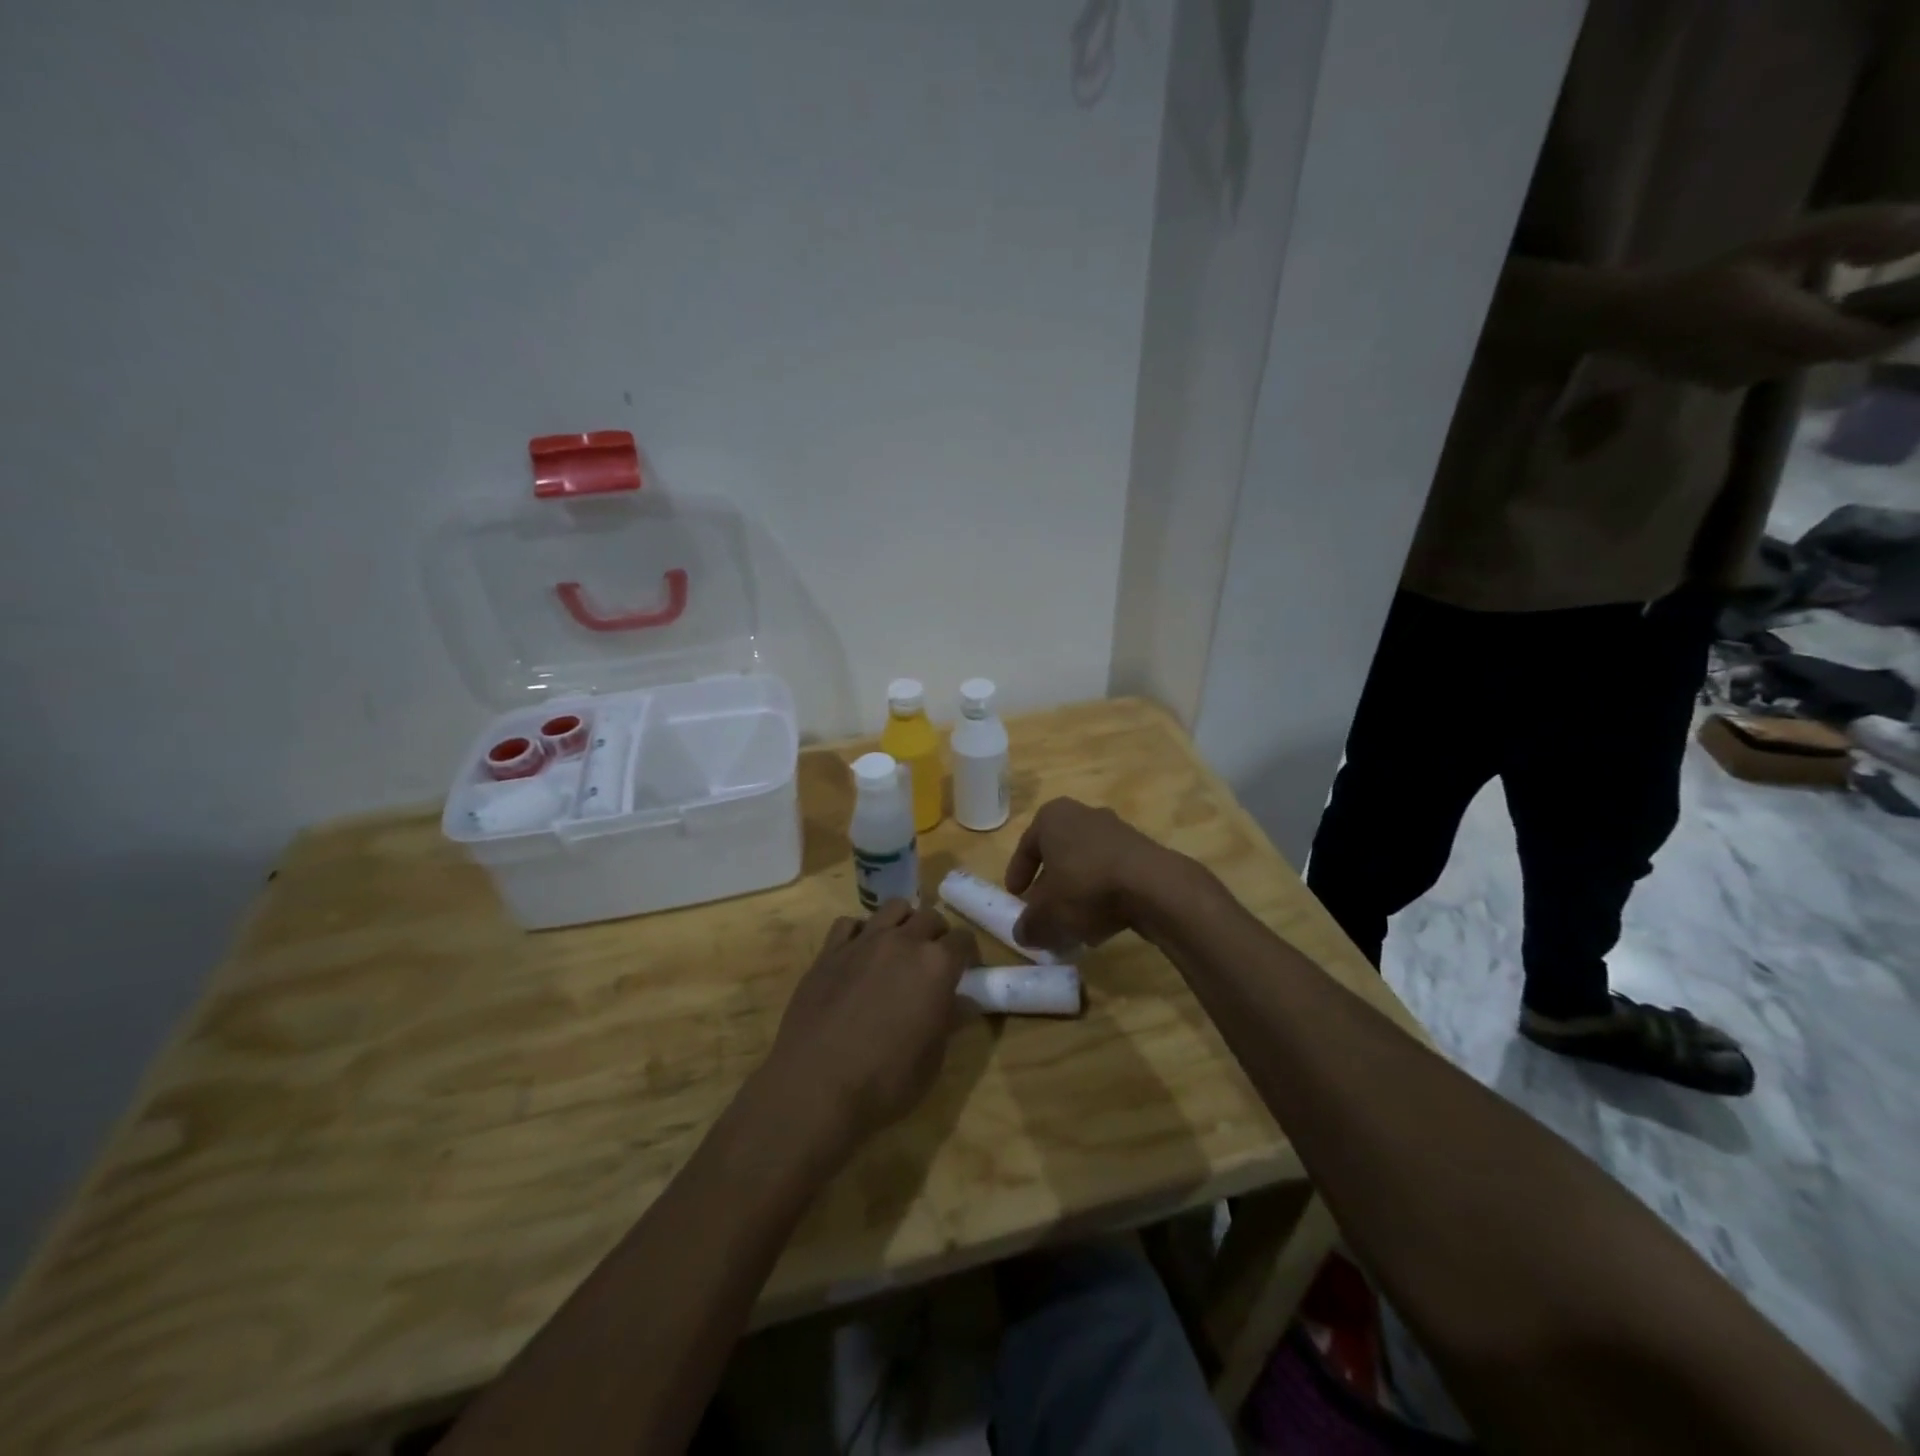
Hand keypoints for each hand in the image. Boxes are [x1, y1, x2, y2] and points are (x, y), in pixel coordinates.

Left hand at [757, 901, 977, 1161]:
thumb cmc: (885, 1081)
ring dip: (903, 923)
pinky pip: (849, 923)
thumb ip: (949, 1020)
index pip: (963, 940)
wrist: (815, 1087)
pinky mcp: (829, 951)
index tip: (965, 971)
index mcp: (936, 965)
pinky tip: (859, 955)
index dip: (968, 955)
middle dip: (937, 934)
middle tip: (933, 962)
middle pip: (930, 917)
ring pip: (892, 908)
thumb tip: (963, 1002)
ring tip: (899, 949)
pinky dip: (860, 933)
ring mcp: (863, 942)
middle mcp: (902, 942)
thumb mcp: (932, 1059)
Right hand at [1003, 797, 1188, 951]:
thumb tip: (1024, 933)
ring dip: (1078, 893)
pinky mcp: (1143, 851)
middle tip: (1044, 911)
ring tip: (1074, 925)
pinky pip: (1113, 874)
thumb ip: (1029, 925)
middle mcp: (1084, 815)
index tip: (1015, 895)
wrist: (1153, 886)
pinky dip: (1103, 896)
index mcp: (1053, 817)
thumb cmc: (1085, 887)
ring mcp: (1117, 830)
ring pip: (1087, 865)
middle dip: (1050, 885)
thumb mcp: (1046, 914)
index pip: (1027, 844)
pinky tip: (1102, 924)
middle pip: (1059, 853)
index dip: (1018, 872)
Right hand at [1616, 206, 1919, 387]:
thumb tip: (1919, 236)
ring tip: (1825, 310)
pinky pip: (1774, 368)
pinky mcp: (1722, 384)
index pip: (1862, 340)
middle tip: (1880, 297)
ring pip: (1805, 361)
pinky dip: (1789, 349)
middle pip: (1836, 351)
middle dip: (1863, 328)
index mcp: (1780, 325)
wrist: (1632, 320)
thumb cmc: (1707, 277)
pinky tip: (1777, 330)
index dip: (1900, 326)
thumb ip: (1856, 231)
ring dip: (1823, 339)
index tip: (1917, 302)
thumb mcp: (1783, 240)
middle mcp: (1763, 361)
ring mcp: (1740, 378)